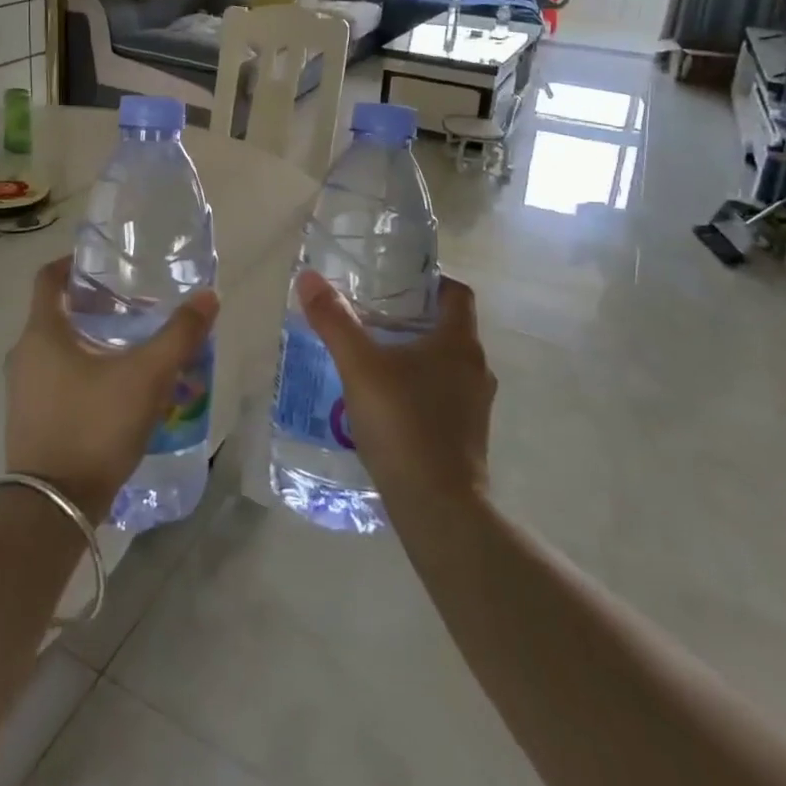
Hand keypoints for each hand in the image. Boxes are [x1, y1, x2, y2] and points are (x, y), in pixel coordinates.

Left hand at [4, 257, 218, 523]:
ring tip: (130, 345)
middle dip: (93, 304)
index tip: (106, 264)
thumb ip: (179, 334)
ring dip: (88, 339)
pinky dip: (80, 369)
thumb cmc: (95, 426)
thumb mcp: (147, 376)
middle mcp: (23, 354)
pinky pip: (54, 377)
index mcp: (42, 332)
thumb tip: (208, 296)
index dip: (73, 262)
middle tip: (133, 305)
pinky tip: (114, 387)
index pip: (48, 277)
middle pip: (56, 312)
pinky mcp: (28, 418)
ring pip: (56, 347)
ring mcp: (22, 389)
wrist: (53, 508)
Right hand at [294, 270, 493, 510]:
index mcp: (460, 343)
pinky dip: (418, 387)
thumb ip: (334, 321)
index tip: (396, 281)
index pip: (457, 293)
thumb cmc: (404, 424)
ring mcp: (474, 405)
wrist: (438, 508)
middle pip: (448, 327)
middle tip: (371, 313)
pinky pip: (442, 394)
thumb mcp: (359, 366)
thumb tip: (309, 277)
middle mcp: (476, 368)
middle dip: (412, 317)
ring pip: (444, 363)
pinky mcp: (465, 435)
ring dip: (414, 354)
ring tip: (372, 355)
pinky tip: (384, 399)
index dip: (430, 281)